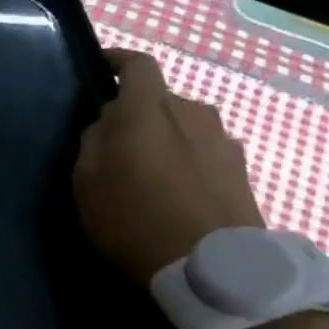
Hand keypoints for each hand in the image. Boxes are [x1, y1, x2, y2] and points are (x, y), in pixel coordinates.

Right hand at [72, 48, 263, 283]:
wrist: (212, 267)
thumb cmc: (133, 217)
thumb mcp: (86, 180)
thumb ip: (94, 140)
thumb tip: (108, 122)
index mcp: (150, 109)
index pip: (137, 65)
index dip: (117, 60)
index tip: (99, 68)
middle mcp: (192, 113)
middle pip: (160, 100)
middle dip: (136, 113)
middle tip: (112, 143)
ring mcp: (223, 141)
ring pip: (183, 127)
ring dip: (163, 140)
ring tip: (145, 173)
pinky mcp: (242, 171)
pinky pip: (203, 153)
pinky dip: (185, 162)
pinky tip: (172, 194)